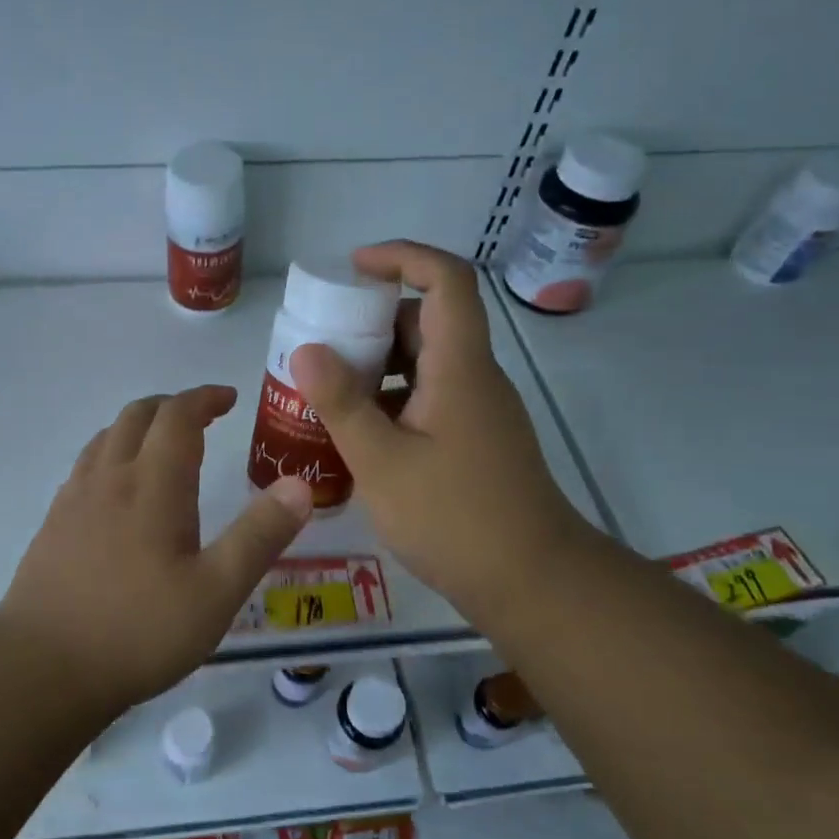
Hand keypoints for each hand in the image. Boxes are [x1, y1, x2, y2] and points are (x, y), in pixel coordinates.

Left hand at [0, 386, 313, 708]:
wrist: (41, 669)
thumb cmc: (139, 630)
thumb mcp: (217, 591)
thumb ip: (260, 535)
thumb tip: (299, 485)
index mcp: (153, 484)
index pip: (178, 415)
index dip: (204, 398)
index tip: (228, 399)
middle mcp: (110, 477)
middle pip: (138, 416)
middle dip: (173, 406)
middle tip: (203, 418)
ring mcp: (74, 499)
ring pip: (107, 437)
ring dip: (139, 426)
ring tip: (163, 445)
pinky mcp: (53, 524)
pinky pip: (86, 465)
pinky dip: (112, 453)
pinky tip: (119, 489)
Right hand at [290, 241, 591, 628]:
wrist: (532, 581)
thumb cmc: (455, 518)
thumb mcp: (382, 462)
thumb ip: (342, 403)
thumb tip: (306, 349)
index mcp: (460, 366)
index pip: (446, 279)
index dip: (402, 257)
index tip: (353, 268)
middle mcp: (474, 377)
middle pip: (429, 319)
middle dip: (373, 318)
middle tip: (322, 339)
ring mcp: (477, 410)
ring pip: (426, 362)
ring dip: (379, 363)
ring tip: (327, 387)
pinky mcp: (474, 439)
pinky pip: (429, 397)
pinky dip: (392, 398)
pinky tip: (356, 432)